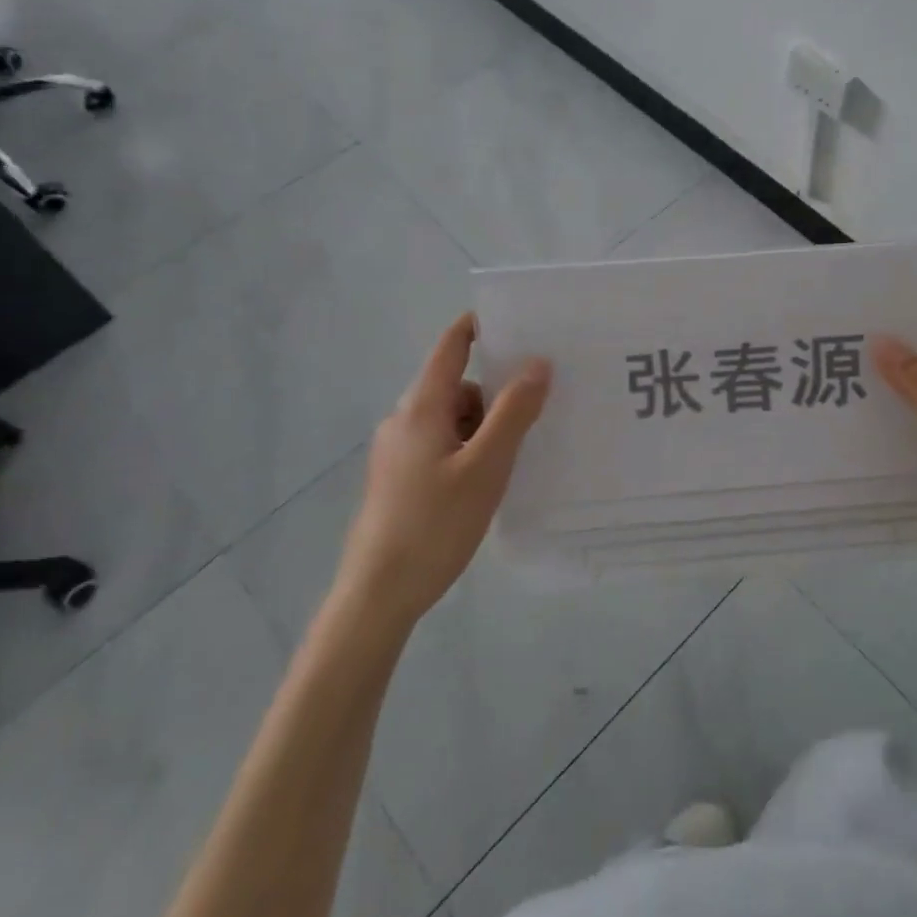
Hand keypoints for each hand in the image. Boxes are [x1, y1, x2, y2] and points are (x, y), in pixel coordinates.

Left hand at [335, 313, 550, 621]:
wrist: (377, 594)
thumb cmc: (434, 524)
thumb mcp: (487, 466)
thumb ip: (514, 412)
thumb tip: (538, 363)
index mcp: (421, 407)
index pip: (450, 347)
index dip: (477, 327)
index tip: (516, 322)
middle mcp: (403, 420)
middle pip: (456, 386)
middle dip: (495, 393)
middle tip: (536, 410)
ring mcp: (396, 451)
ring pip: (450, 420)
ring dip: (482, 427)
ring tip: (513, 458)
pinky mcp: (397, 479)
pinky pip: (440, 444)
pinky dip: (467, 449)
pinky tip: (485, 481)